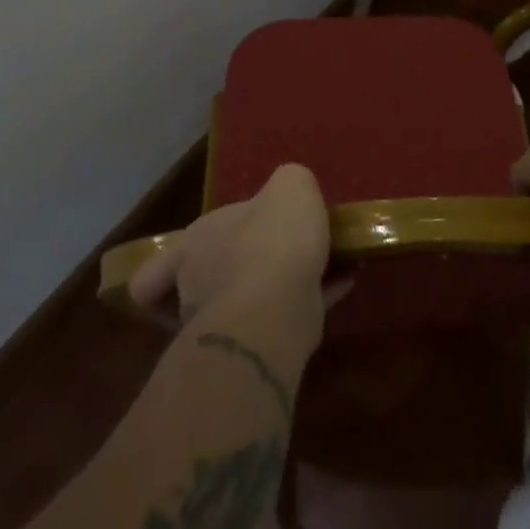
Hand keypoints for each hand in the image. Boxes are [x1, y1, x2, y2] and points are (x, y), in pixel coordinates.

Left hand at [128, 163, 332, 321]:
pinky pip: (286, 315)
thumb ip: (290, 182)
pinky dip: (311, 300)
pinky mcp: (255, 345)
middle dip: (246, 262)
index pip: (186, 242)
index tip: (234, 232)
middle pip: (217, 270)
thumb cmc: (273, 238)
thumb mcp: (291, 187)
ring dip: (280, 284)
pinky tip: (343, 283)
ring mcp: (222, 319)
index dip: (206, 238)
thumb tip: (290, 190)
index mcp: (197, 239)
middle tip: (286, 249)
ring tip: (320, 266)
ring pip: (250, 297)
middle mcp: (200, 280)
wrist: (275, 308)